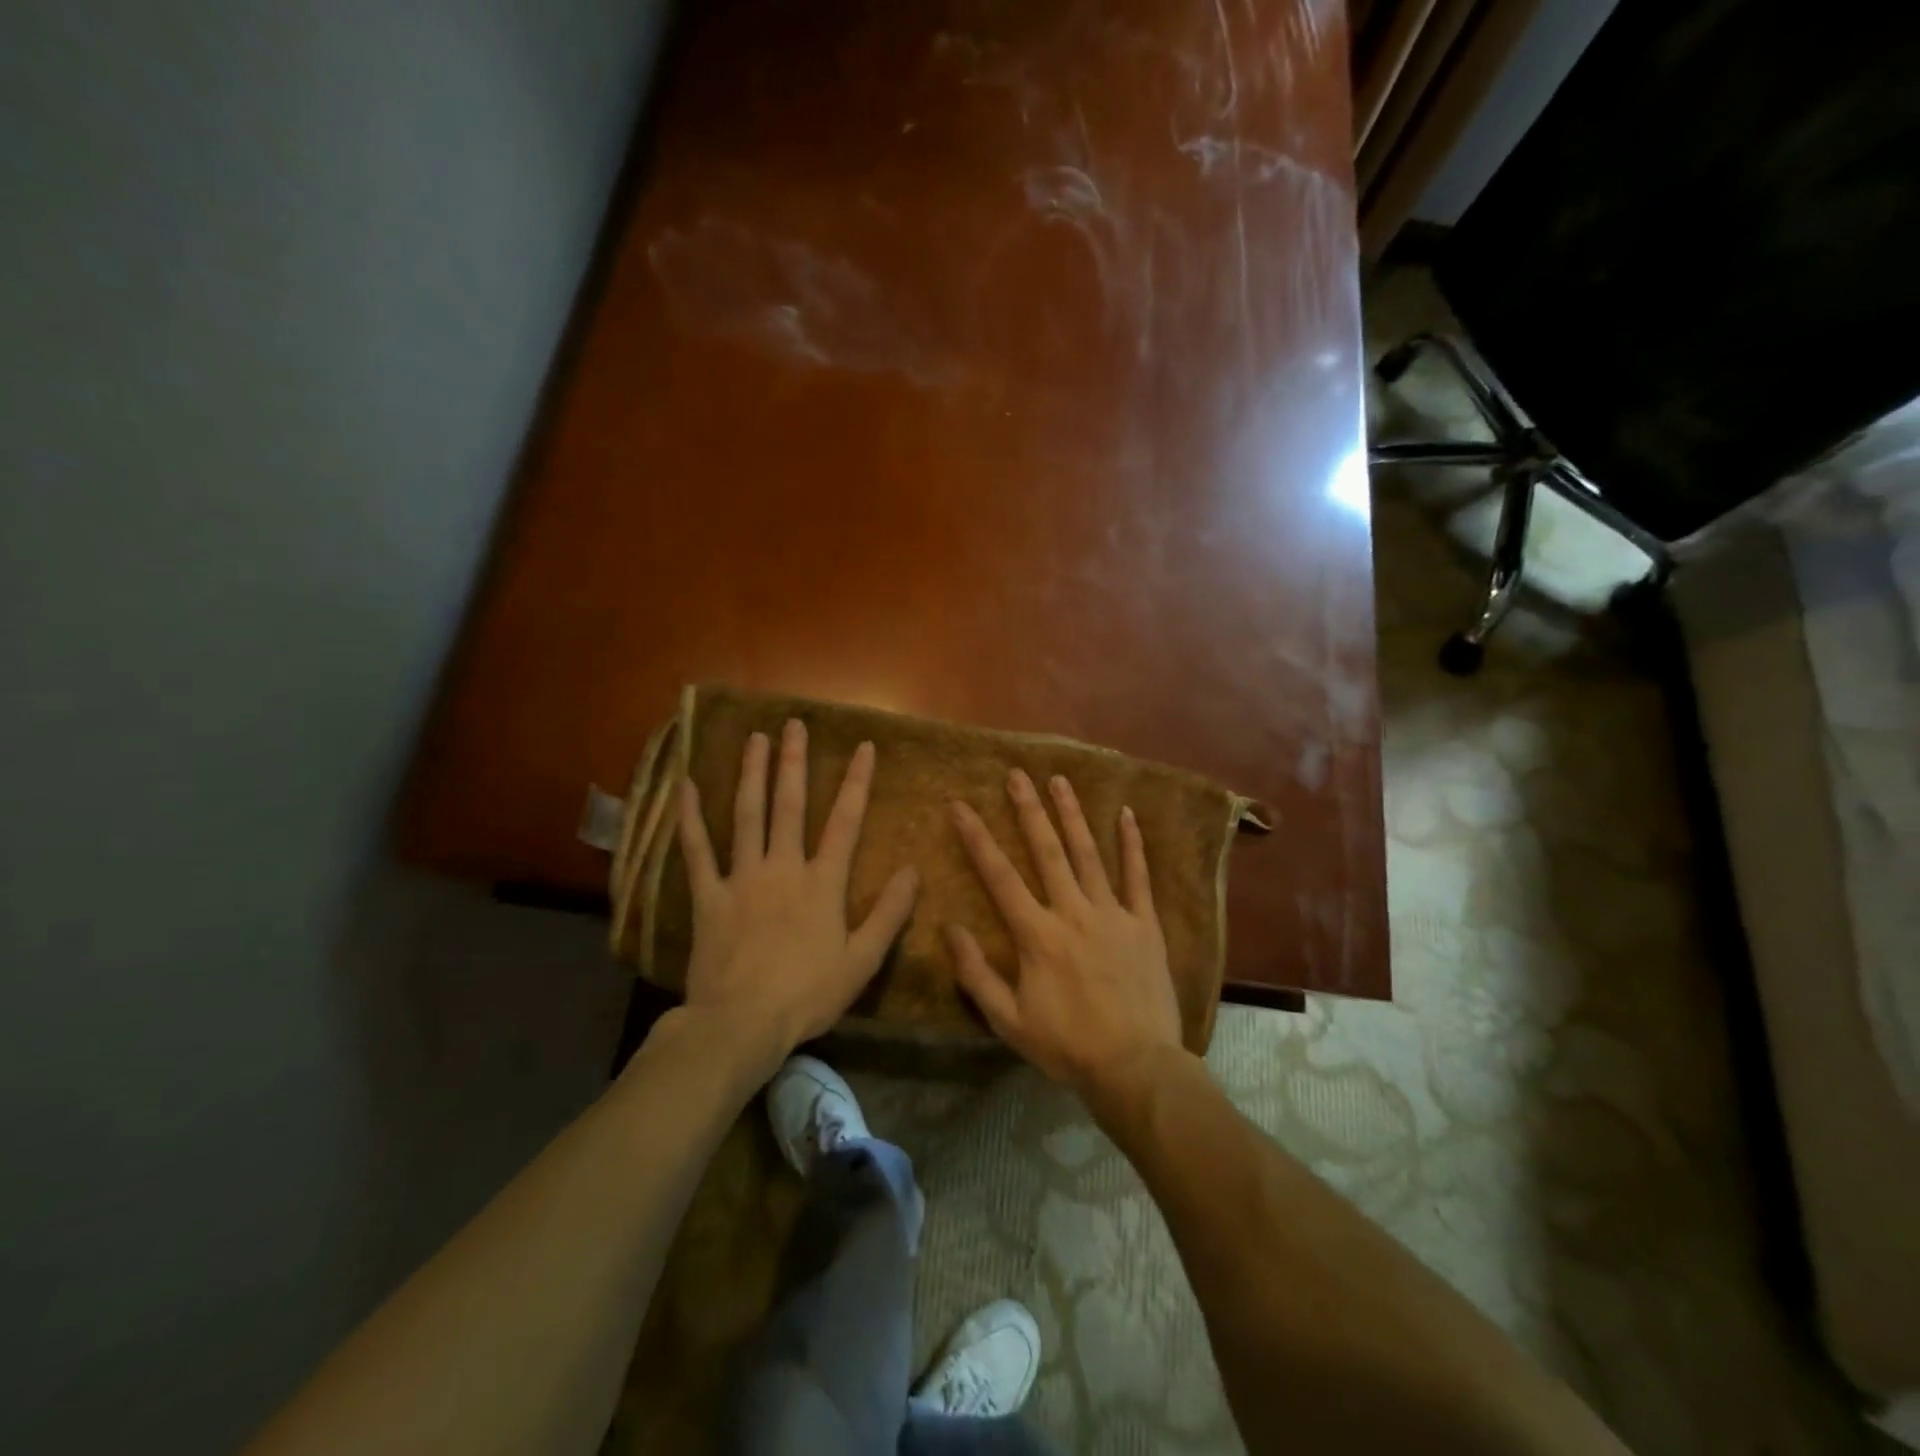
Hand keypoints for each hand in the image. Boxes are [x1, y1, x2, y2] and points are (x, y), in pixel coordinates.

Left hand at [676, 719, 918, 1075]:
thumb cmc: (807, 994)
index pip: (845, 821)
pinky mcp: (708, 896)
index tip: (862, 746)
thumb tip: (912, 870)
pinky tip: (686, 787)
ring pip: (747, 816)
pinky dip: (691, 819)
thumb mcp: (862, 960)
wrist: (740, 1024)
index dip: (856, 782)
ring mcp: (741, 878)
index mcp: (822, 882)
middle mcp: (782, 867)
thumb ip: (889, 913)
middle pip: (789, 806)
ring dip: (751, 774)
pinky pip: (698, 851)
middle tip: (794, 725)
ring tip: (755, 739)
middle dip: (794, 762)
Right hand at [947, 768, 1182, 1096]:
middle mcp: (1073, 912)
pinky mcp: (1145, 924)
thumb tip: (949, 928)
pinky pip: (1138, 877)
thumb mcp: (1008, 1020)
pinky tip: (1126, 814)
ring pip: (1089, 854)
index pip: (999, 876)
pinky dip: (1132, 844)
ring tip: (1059, 781)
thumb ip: (976, 973)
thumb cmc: (1067, 1045)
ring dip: (1072, 815)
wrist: (1136, 1066)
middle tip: (1016, 774)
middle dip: (1028, 810)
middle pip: (1047, 851)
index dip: (977, 839)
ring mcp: (1113, 914)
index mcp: (1037, 935)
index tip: (960, 806)